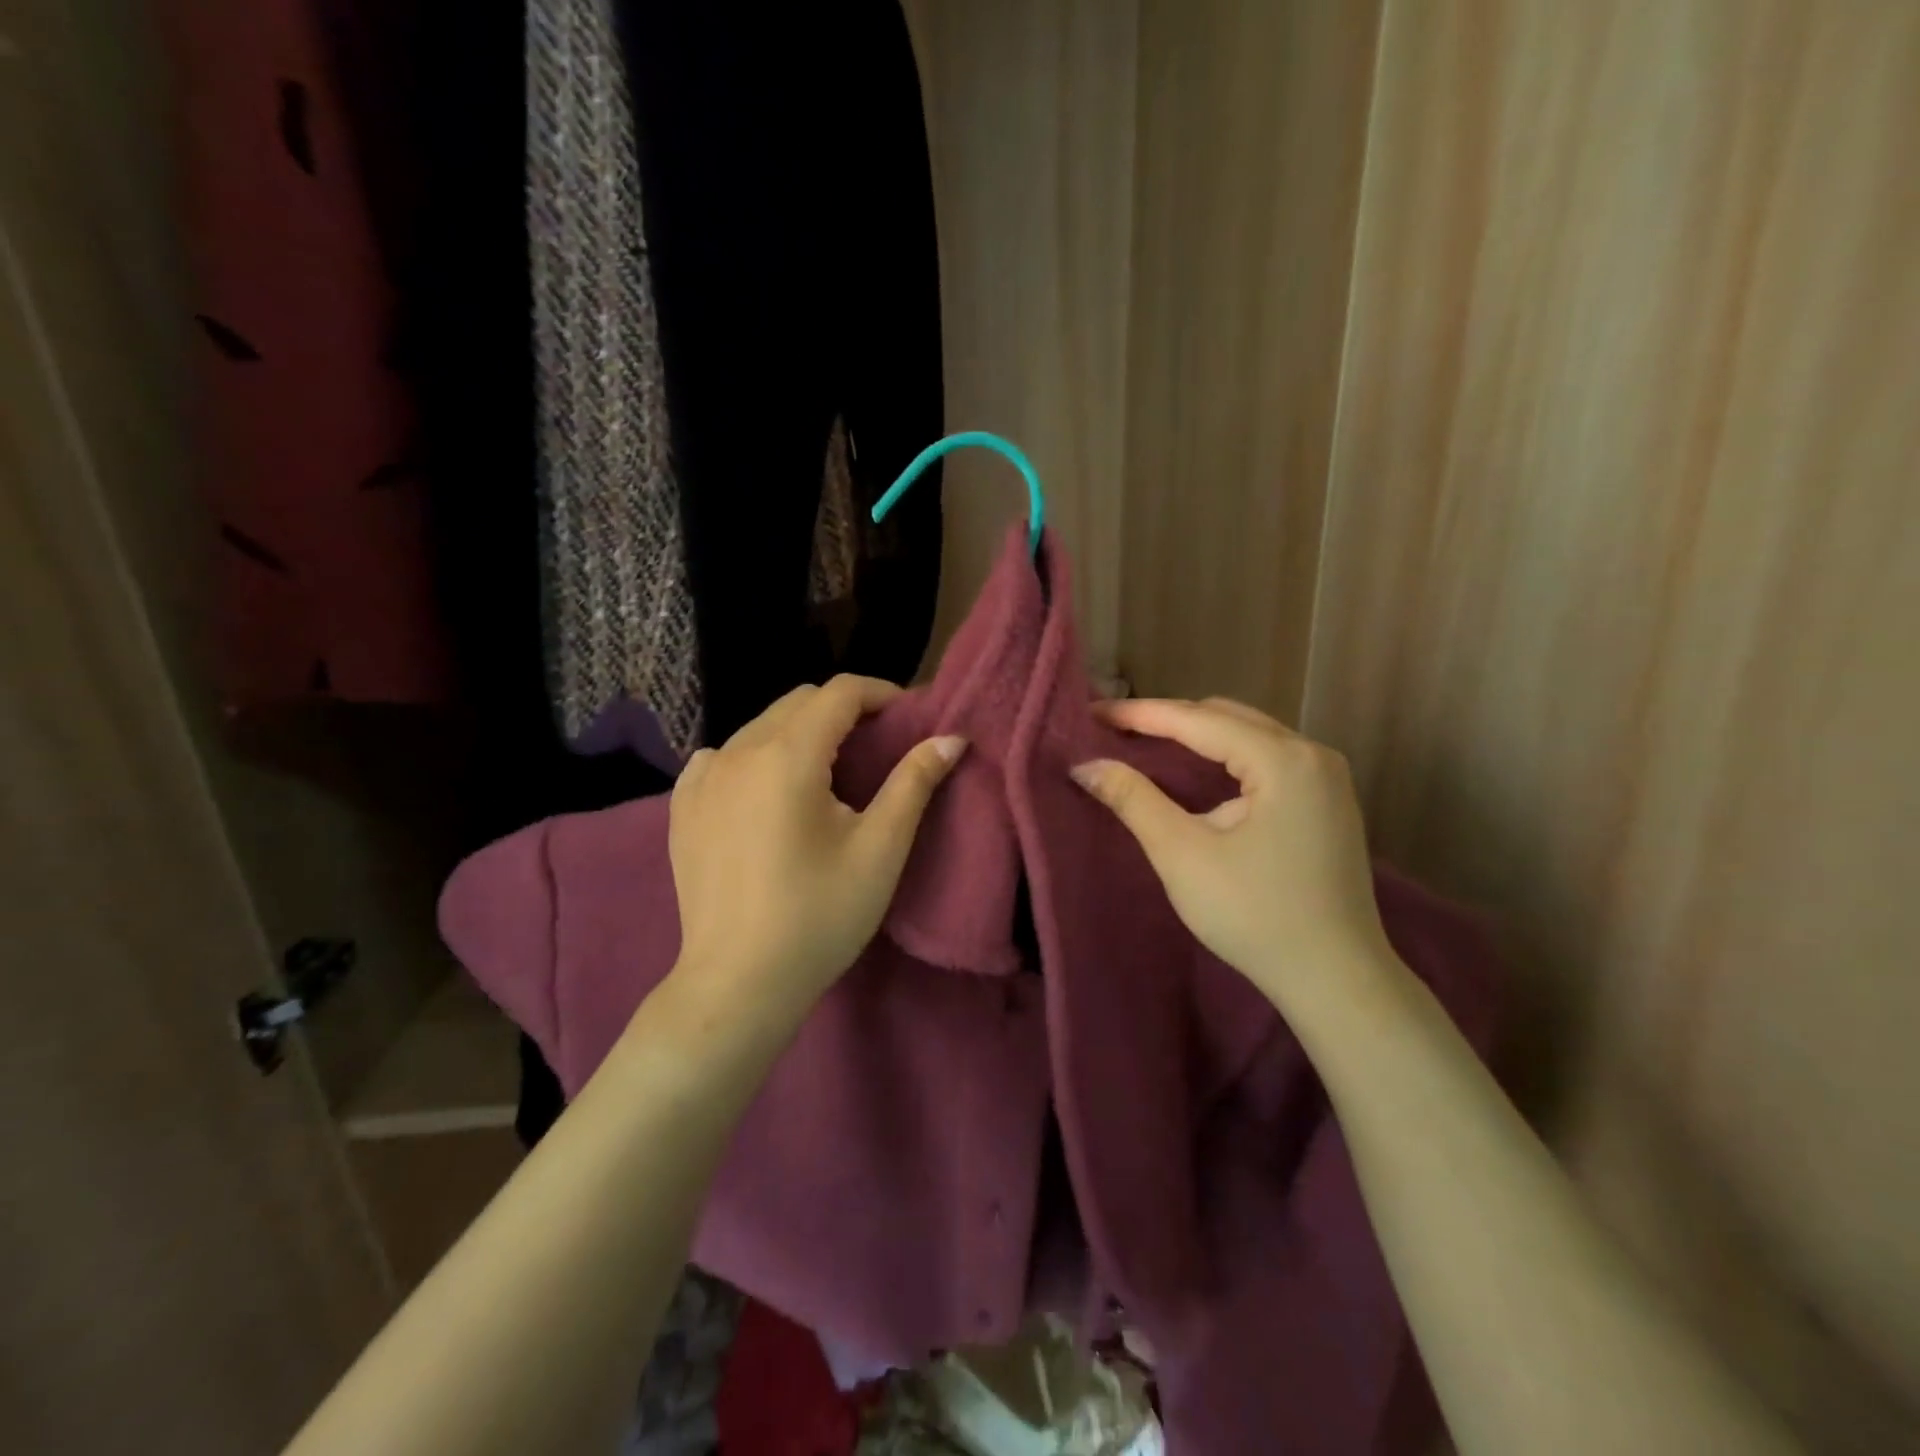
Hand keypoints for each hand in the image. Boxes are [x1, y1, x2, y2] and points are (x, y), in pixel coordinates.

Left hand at [667, 675, 965, 1012]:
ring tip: (828, 772)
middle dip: (843, 711)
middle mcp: (737, 752)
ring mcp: (702, 778)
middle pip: (798, 703)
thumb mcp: (880, 850)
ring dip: (801, 733)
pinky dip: (755, 756)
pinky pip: (723, 756)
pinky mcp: (682, 806)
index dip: (880, 694)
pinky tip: (768, 792)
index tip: (907, 717)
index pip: (838, 693)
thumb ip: (914, 783)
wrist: (738, 983)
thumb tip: (951, 738)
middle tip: (877, 745)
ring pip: (761, 727)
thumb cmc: (819, 916)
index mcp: (787, 756)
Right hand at [1070, 697, 1391, 1007]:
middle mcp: (1313, 754)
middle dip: (1169, 720)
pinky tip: (1197, 772)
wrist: (1336, 980)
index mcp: (1284, 760)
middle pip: (1227, 718)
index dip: (1140, 714)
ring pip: (1249, 736)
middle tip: (1116, 730)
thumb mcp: (1183, 856)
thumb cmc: (1255, 916)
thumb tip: (1086, 764)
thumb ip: (1134, 800)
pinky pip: (1267, 759)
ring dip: (1198, 737)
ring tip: (1147, 744)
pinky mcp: (1328, 802)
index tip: (1092, 712)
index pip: (1198, 720)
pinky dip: (1225, 757)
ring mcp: (1327, 778)